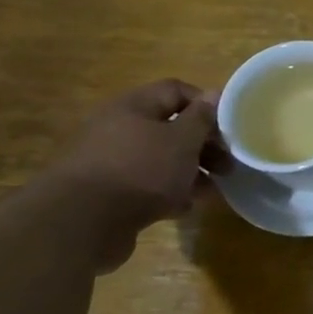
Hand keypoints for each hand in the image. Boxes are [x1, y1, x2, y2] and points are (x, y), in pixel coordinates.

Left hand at [44, 80, 225, 271]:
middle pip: (170, 127)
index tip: (229, 127)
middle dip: (203, 145)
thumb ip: (202, 117)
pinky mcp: (108, 192)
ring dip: (189, 171)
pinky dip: (168, 192)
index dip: (206, 104)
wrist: (83, 222)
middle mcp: (118, 128)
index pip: (176, 91)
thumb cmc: (142, 170)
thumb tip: (215, 94)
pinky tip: (185, 207)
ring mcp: (110, 161)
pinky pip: (146, 185)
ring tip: (212, 190)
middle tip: (227, 164)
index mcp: (133, 107)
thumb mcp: (183, 140)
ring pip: (161, 159)